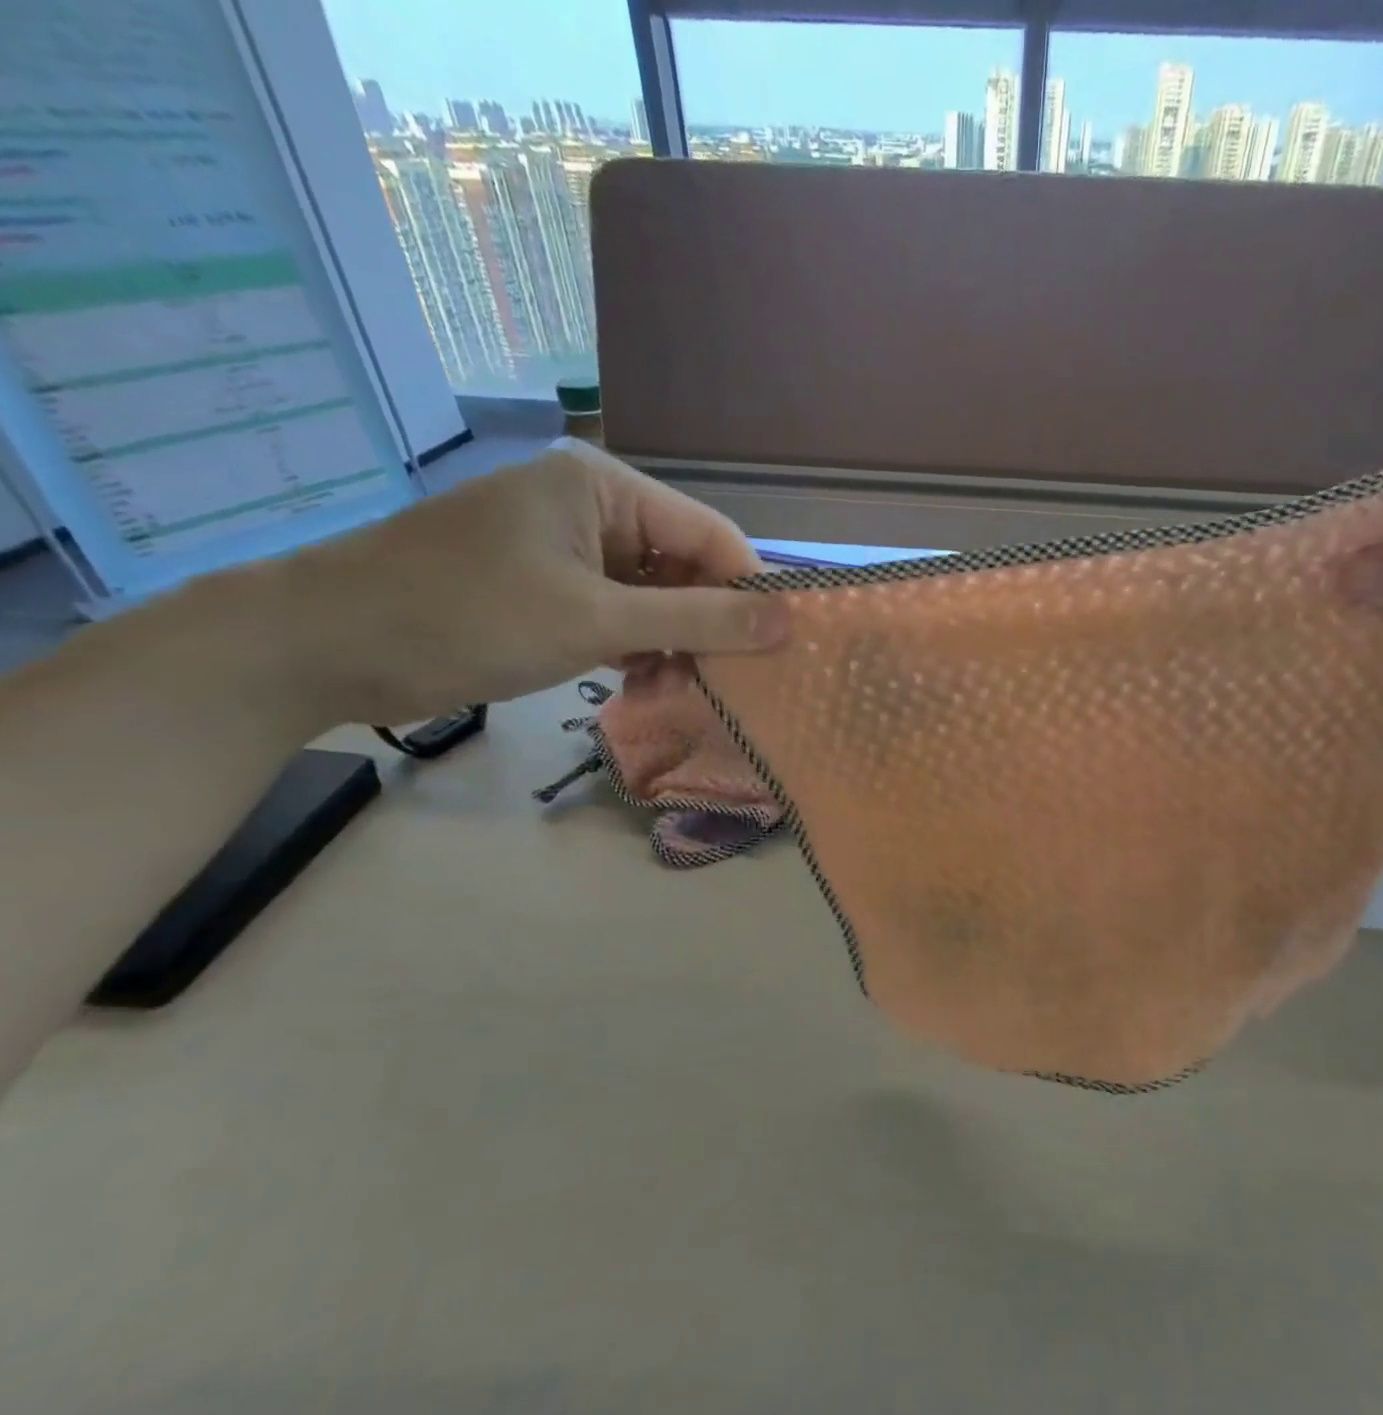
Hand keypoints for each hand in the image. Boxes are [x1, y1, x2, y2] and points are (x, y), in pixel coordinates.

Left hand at [258, 438, 786, 727]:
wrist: (322, 645)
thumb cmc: (466, 617)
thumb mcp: (595, 621)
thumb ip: (699, 619)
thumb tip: (789, 621)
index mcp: (604, 486)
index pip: (710, 535)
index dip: (748, 592)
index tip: (774, 652)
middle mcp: (592, 506)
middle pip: (685, 566)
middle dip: (703, 626)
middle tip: (714, 683)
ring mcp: (568, 546)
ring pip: (655, 596)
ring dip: (670, 644)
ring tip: (665, 688)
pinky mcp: (547, 583)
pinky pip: (619, 611)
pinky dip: (635, 647)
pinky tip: (633, 681)